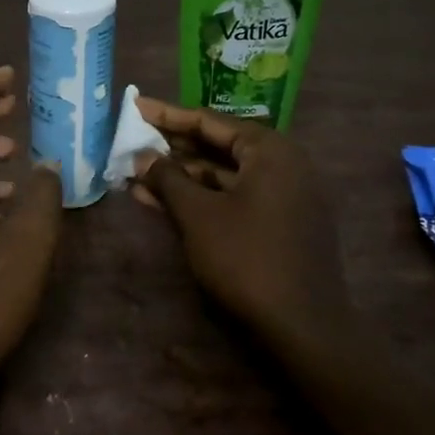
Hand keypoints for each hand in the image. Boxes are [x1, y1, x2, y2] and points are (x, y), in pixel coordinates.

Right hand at [132, 100, 349, 351]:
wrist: (303, 327)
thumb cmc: (247, 258)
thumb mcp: (198, 215)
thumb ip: (167, 178)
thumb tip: (141, 157)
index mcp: (270, 150)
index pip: (209, 121)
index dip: (167, 115)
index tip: (135, 106)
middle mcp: (282, 165)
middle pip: (217, 146)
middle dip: (171, 148)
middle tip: (131, 142)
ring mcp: (282, 196)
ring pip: (222, 176)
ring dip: (180, 177)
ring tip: (135, 175)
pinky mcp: (278, 225)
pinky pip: (232, 199)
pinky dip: (199, 199)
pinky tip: (160, 202)